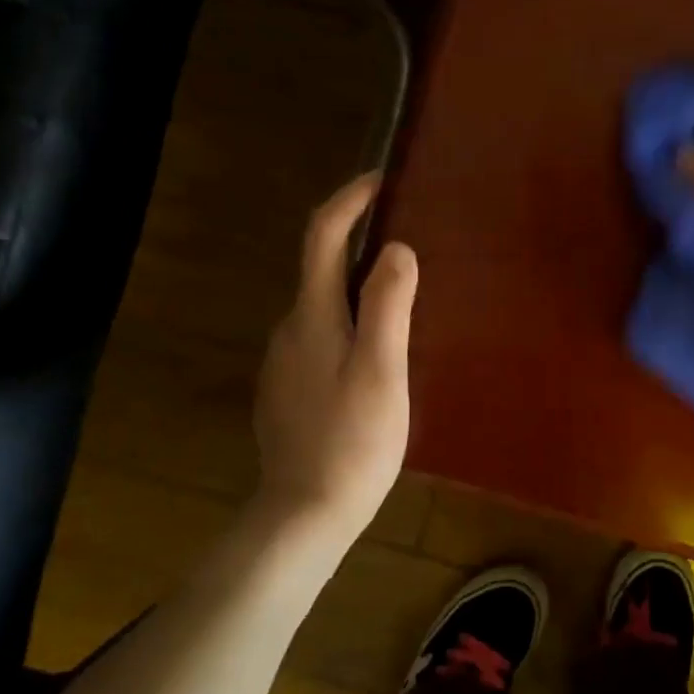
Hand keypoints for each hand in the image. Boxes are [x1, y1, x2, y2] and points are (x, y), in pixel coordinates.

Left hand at [253, 172, 417, 539]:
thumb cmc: (353, 440)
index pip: (323, 236)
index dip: (349, 200)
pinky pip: (321, 337)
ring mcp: (284, 362)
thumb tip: (397, 247)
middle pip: (322, 268)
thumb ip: (389, 304)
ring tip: (404, 301)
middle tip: (410, 243)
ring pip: (324, 307)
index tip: (381, 179)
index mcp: (313, 316)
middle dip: (360, 243)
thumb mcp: (383, 369)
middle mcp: (290, 328)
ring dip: (358, 289)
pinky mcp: (288, 390)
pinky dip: (349, 324)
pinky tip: (377, 355)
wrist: (305, 513)